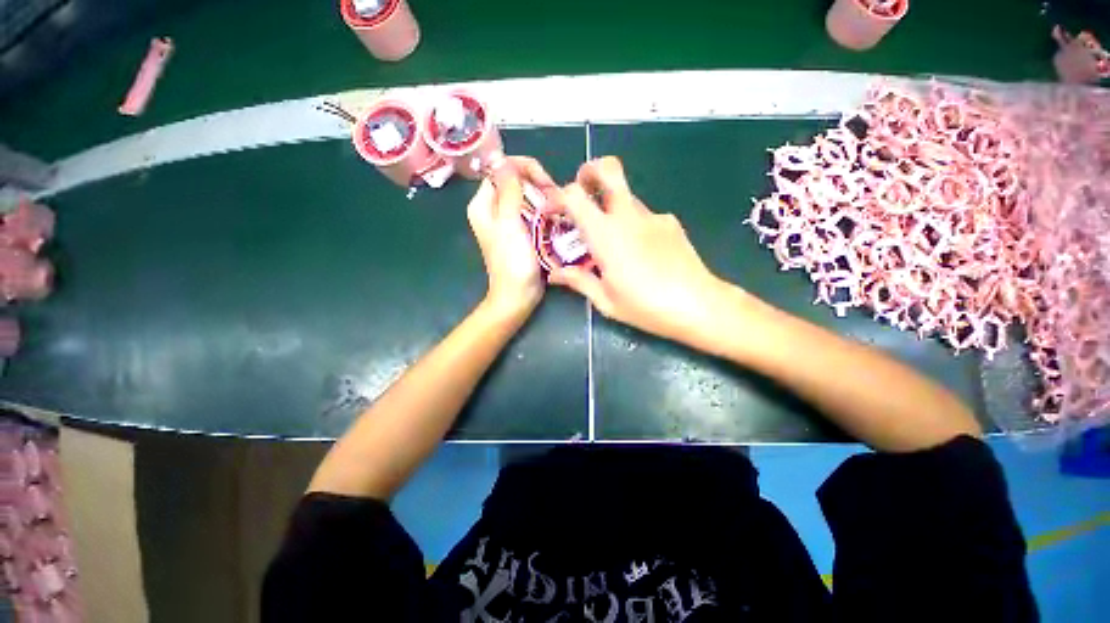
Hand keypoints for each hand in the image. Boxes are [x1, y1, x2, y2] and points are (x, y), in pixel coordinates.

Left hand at [467, 156, 554, 318]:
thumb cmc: (513, 262)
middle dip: (536, 183)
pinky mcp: (521, 233)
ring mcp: (507, 222)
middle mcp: (493, 210)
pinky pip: (532, 213)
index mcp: (483, 205)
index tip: (544, 179)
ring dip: (543, 198)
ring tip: (559, 206)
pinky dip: (544, 211)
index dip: (521, 169)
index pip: (499, 171)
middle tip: (554, 195)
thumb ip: (508, 191)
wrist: (519, 294)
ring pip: (526, 197)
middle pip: (514, 182)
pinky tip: (556, 217)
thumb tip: (504, 160)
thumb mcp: (510, 224)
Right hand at [548, 157, 732, 343]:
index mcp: (606, 235)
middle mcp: (628, 216)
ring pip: (625, 196)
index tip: (552, 211)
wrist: (699, 305)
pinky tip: (640, 252)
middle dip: (590, 171)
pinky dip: (632, 224)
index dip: (558, 197)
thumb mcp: (606, 300)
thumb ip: (578, 281)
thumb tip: (555, 275)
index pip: (575, 195)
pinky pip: (643, 215)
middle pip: (609, 169)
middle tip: (581, 191)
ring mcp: (653, 216)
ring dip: (610, 207)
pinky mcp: (670, 222)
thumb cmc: (646, 306)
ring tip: (611, 240)